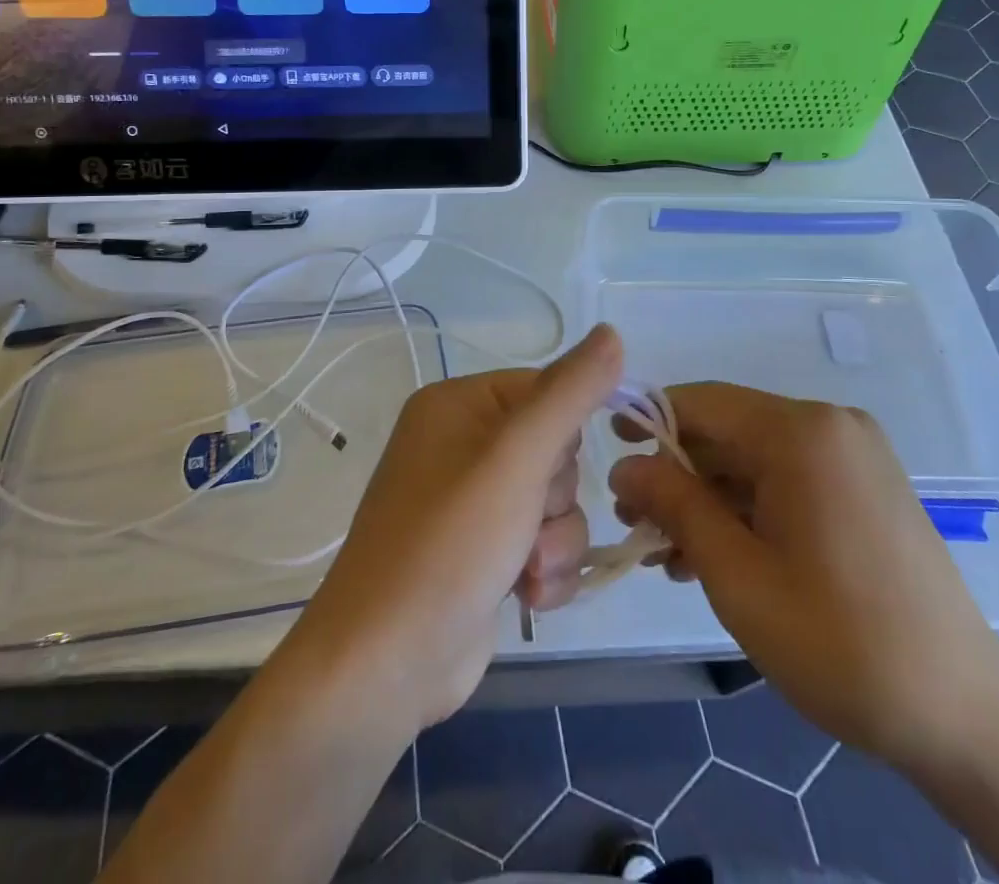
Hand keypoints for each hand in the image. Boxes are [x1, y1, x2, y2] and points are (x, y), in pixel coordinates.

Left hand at [285, 324, 621, 732]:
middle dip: (556, 499)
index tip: (548, 470)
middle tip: (528, 526)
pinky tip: (526, 598)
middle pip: (555, 449)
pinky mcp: (484, 552)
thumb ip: (570, 393)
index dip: (564, 434)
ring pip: (556, 502)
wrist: (386, 665)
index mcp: (458, 405)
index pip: (545, 390)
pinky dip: (545, 571)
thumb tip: (612, 332)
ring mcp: (472, 502)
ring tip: (527, 573)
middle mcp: (462, 445)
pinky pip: (543, 542)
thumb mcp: (517, 457)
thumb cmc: (449, 544)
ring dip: (555, 542)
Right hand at [609, 384, 998, 775]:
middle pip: (728, 432)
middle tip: (637, 527)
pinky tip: (719, 557)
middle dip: (677, 475)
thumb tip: (624, 466)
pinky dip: (749, 510)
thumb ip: (675, 505)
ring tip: (671, 556)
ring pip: (755, 460)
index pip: (701, 402)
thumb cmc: (839, 641)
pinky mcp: (866, 486)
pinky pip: (788, 480)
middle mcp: (829, 425)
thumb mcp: (737, 575)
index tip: (609, 455)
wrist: (964, 715)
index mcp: (801, 432)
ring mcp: (854, 455)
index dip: (649, 420)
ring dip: (709, 500)